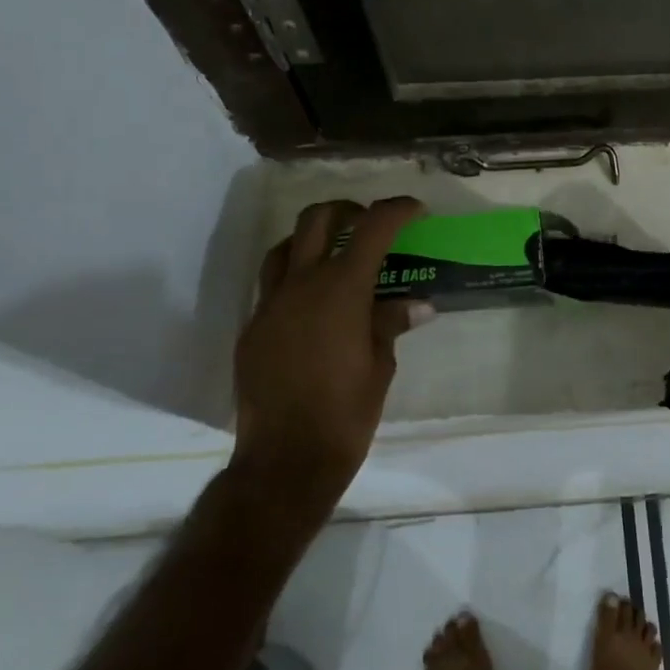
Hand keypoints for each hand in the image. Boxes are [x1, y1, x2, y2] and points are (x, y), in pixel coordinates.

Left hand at [231, 197, 430, 522]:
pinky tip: (311, 304)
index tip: (416, 211)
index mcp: (341, 289)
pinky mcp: (251, 329)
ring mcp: (270, 305)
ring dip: (311, 238)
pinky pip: (270, 286)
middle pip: (317, 219)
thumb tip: (417, 304)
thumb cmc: (347, 411)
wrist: (285, 459)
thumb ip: (391, 322)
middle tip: (367, 221)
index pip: (372, 228)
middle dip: (347, 210)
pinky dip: (293, 278)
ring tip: (333, 253)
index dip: (397, 210)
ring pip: (284, 247)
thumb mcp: (381, 364)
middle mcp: (301, 285)